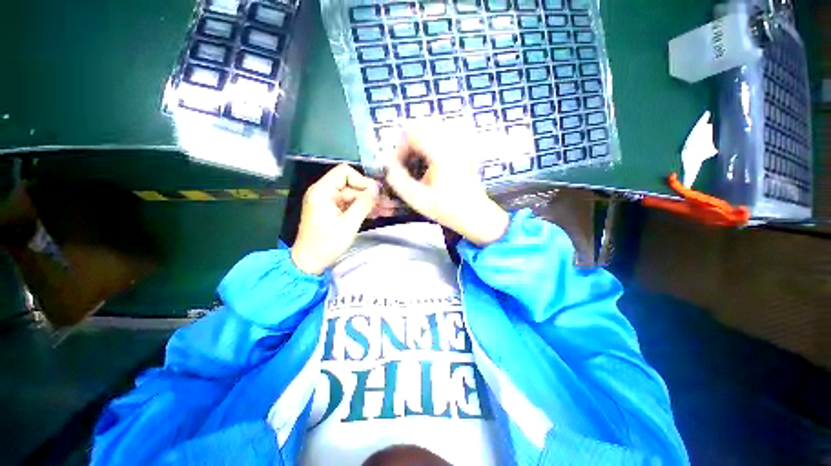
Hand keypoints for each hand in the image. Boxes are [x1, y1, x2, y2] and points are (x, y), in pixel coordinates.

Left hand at [291, 164, 379, 274]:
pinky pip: (352, 205)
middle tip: (388, 203)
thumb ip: (363, 203)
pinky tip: (379, 213)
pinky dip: (364, 209)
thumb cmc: (327, 243)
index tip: (375, 193)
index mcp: (323, 191)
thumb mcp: (349, 223)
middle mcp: (325, 193)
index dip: (362, 180)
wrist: (311, 262)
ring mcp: (330, 203)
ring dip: (371, 202)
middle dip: (371, 194)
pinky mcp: (334, 212)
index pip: (345, 172)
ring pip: (355, 196)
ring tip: (389, 209)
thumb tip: (377, 189)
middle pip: (352, 185)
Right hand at [385, 125, 509, 246]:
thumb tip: (389, 165)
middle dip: (408, 144)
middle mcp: (452, 143)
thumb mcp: (418, 199)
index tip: (397, 165)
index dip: (399, 148)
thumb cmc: (447, 209)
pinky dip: (429, 145)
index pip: (412, 134)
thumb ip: (399, 181)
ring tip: (414, 163)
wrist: (475, 214)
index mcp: (441, 153)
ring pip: (431, 130)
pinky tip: (428, 163)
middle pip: (422, 127)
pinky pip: (441, 137)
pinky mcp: (463, 151)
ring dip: (418, 143)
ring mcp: (459, 145)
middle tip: (404, 163)